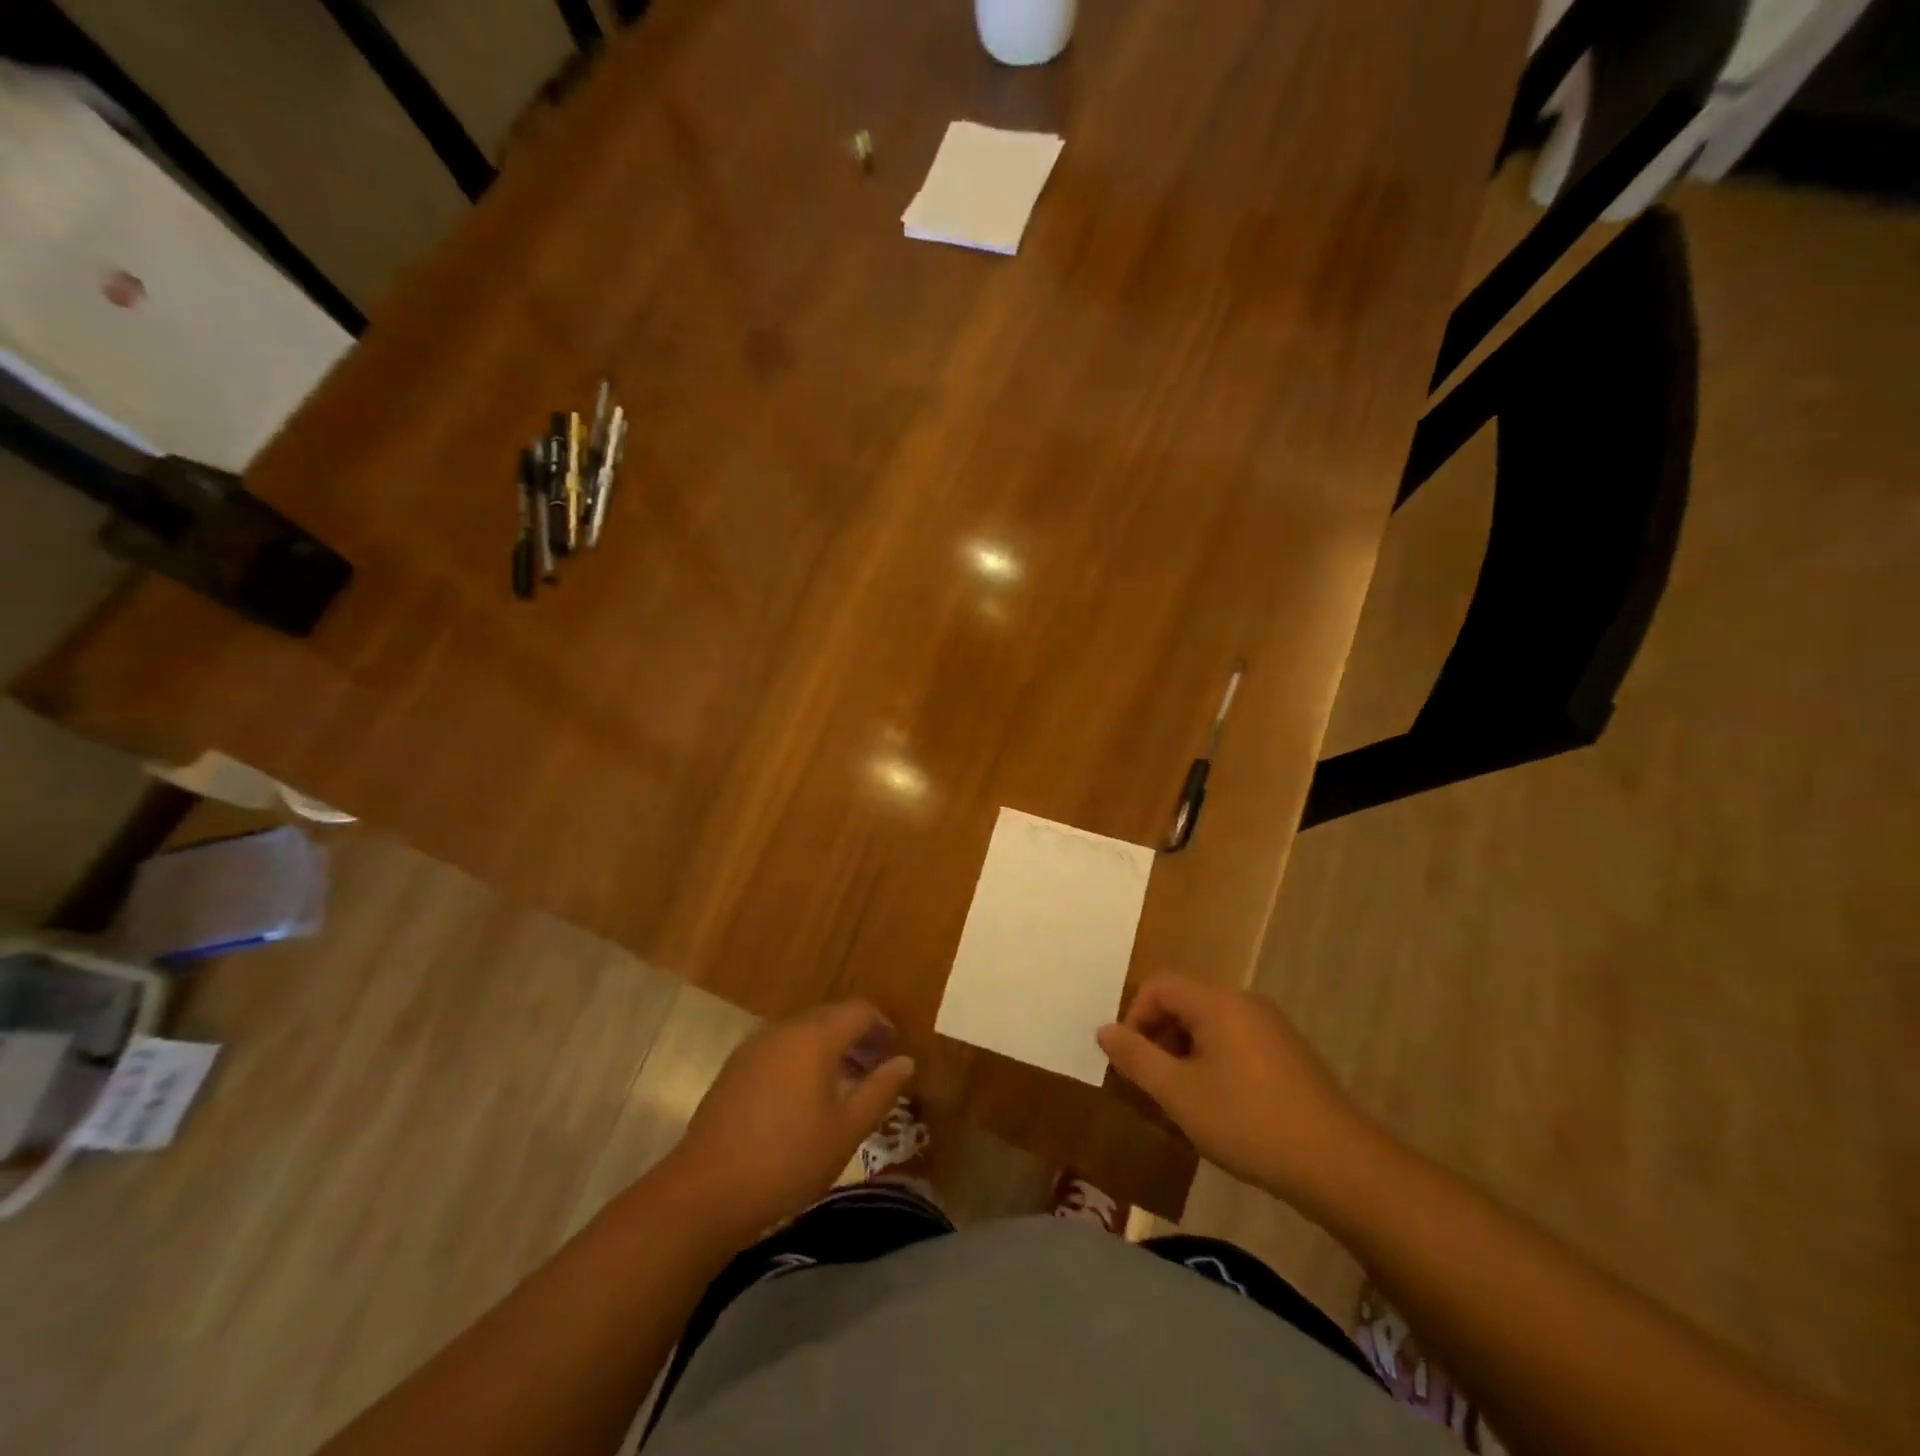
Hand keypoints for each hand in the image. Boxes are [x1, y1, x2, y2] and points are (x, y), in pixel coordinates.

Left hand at [669, 1000, 914, 1239]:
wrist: (707, 1190)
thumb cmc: (788, 1159)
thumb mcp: (846, 1130)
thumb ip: (880, 1090)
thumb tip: (906, 1061)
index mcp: (815, 1036)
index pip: (859, 1010)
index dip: (882, 1026)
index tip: (894, 1051)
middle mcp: (785, 1029)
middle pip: (830, 1016)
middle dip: (857, 1036)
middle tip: (875, 1069)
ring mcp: (755, 1046)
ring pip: (803, 1032)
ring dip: (829, 1048)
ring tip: (844, 1085)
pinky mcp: (736, 1067)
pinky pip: (780, 1048)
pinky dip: (801, 1059)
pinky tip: (804, 1097)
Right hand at [1097, 975, 1378, 1212]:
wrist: (1340, 1164)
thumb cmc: (1249, 1122)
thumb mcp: (1179, 1094)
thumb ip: (1136, 1058)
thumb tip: (1104, 1030)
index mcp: (1217, 1001)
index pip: (1159, 985)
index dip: (1134, 1017)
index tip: (1130, 1062)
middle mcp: (1244, 1002)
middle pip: (1184, 1002)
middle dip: (1158, 1038)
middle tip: (1151, 1084)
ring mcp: (1271, 1027)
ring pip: (1209, 1025)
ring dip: (1184, 1054)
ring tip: (1181, 1101)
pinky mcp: (1288, 1054)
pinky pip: (1235, 1042)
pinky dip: (1213, 1063)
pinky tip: (1218, 1107)